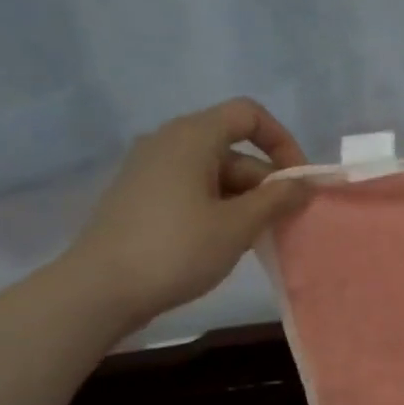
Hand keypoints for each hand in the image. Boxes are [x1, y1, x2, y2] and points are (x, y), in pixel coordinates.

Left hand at [57, 99, 310, 332]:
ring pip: (214, 172)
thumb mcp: (238, 226)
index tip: (297, 182)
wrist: (100, 290)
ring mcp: (150, 169)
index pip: (248, 115)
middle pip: (233, 147)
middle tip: (284, 221)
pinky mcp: (141, 196)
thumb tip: (303, 183)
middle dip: (266, 181)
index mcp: (192, 137)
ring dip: (245, 198)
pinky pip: (192, 188)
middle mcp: (168, 142)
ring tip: (258, 237)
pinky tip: (225, 241)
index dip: (282, 141)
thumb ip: (276, 199)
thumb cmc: (176, 249)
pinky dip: (218, 206)